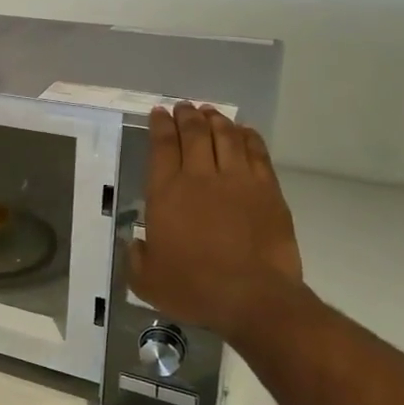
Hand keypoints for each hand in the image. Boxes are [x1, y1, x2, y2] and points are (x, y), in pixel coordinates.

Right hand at [128, 104, 303, 338]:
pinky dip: (248, 137)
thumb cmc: (194, 288)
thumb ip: (136, 258)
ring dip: (216, 120)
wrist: (253, 298)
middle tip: (183, 107)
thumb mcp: (147, 280)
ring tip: (210, 112)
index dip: (160, 126)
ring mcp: (237, 181)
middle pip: (194, 134)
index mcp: (166, 193)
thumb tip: (137, 244)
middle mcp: (199, 177)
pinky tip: (243, 131)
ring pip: (226, 137)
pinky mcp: (267, 191)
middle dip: (187, 116)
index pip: (162, 146)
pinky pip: (257, 153)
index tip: (159, 113)